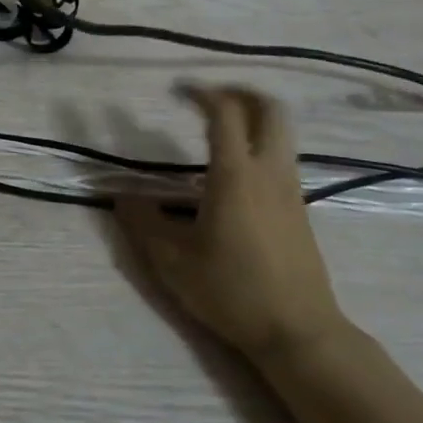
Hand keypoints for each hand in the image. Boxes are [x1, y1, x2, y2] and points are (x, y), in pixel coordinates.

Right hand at [117, 87, 348, 360]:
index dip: (200, 92)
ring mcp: (290, 189)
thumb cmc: (232, 292)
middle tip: (209, 96)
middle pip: (270, 109)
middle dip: (240, 91)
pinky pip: (282, 156)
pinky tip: (234, 171)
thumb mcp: (172, 262)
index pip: (224, 113)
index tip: (177, 90)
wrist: (298, 332)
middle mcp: (268, 172)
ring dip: (253, 117)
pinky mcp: (299, 208)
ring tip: (219, 128)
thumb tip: (122, 196)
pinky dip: (260, 143)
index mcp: (235, 176)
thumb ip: (143, 223)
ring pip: (281, 132)